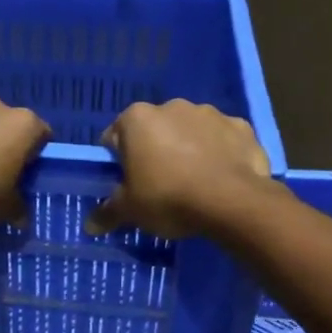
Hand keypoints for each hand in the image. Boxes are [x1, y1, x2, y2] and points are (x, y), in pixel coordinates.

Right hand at [86, 99, 274, 239]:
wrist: (232, 201)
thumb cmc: (168, 198)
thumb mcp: (130, 211)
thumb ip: (107, 213)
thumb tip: (90, 226)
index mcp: (137, 118)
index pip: (115, 137)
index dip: (118, 162)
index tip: (126, 183)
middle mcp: (172, 106)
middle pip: (154, 131)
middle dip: (154, 151)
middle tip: (159, 185)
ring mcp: (210, 113)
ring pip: (190, 131)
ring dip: (188, 149)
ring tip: (193, 183)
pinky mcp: (241, 126)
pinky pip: (222, 139)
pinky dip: (219, 153)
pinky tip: (220, 178)